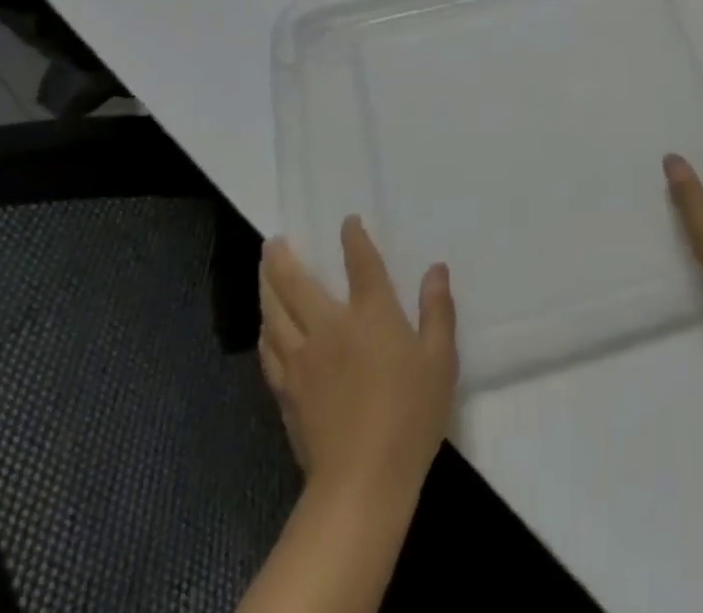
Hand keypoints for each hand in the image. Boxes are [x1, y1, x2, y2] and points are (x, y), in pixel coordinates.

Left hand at [259, 217, 457, 501]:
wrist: (361, 481)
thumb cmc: (410, 414)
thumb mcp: (440, 360)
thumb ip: (437, 310)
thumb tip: (436, 269)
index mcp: (371, 314)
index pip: (360, 263)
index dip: (353, 238)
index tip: (347, 221)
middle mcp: (330, 327)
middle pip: (297, 284)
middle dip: (284, 258)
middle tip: (273, 240)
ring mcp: (302, 360)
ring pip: (274, 313)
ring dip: (266, 286)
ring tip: (262, 270)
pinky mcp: (286, 391)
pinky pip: (268, 350)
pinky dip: (265, 330)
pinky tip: (264, 327)